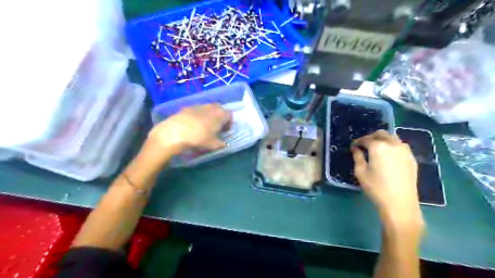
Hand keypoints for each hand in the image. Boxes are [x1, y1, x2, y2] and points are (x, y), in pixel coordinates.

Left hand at [146, 104, 231, 155]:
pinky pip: (196, 110)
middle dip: (220, 117)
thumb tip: (224, 143)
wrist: (174, 133)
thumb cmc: (198, 138)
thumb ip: (221, 144)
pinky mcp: (186, 107)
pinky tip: (192, 125)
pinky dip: (198, 116)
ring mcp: (198, 106)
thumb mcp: (213, 145)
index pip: (230, 115)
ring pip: (207, 108)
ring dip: (209, 116)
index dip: (229, 123)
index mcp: (220, 114)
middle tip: (216, 127)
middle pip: (219, 108)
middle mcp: (211, 107)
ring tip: (204, 126)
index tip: (225, 131)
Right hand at [350, 131, 423, 228]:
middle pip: (381, 134)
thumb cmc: (376, 187)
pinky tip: (388, 157)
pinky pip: (400, 146)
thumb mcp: (361, 172)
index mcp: (378, 147)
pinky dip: (392, 147)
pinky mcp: (412, 158)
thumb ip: (357, 157)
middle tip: (364, 146)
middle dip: (371, 137)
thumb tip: (356, 149)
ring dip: (383, 140)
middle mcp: (393, 144)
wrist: (400, 203)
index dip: (358, 142)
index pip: (366, 139)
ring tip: (376, 150)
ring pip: (392, 138)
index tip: (353, 147)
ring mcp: (405, 151)